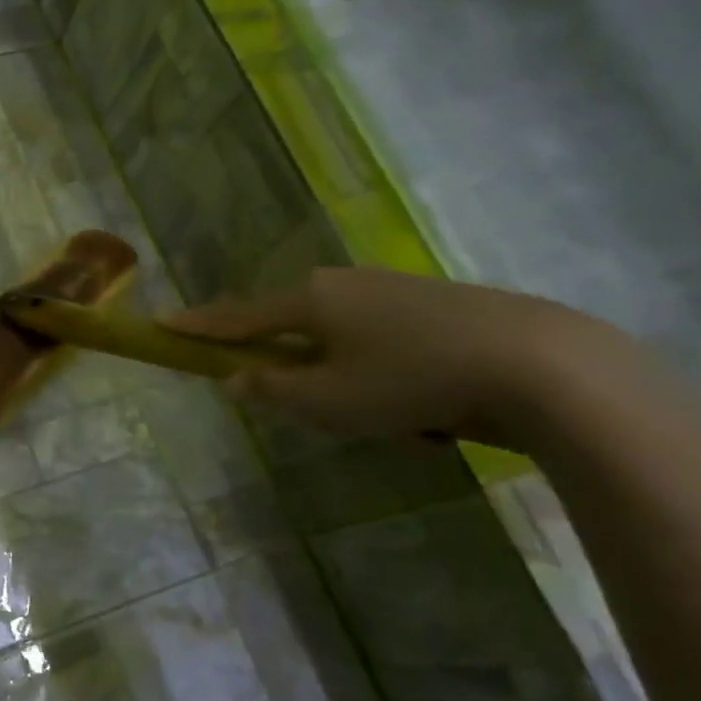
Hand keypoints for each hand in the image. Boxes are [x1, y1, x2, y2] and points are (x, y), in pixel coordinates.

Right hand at [162, 267, 647, 449]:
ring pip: (344, 336)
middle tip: (302, 400)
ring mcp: (394, 287)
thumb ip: (272, 389)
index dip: (197, 325)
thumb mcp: (328, 401)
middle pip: (292, 322)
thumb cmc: (410, 382)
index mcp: (309, 301)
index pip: (237, 317)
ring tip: (385, 418)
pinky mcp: (437, 302)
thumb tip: (236, 377)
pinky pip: (386, 340)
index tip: (161, 321)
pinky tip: (424, 406)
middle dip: (288, 359)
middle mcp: (345, 283)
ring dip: (346, 375)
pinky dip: (387, 373)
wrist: (539, 364)